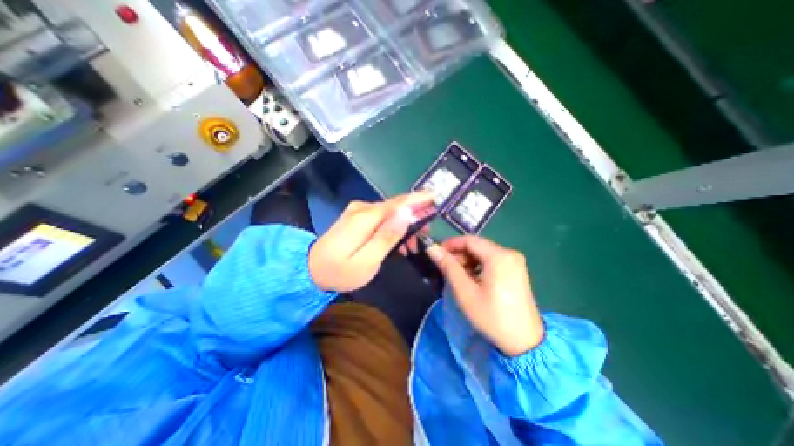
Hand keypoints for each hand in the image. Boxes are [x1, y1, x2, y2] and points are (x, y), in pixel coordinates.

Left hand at [310, 191, 432, 293]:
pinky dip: (393, 227)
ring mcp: (358, 211)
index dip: (418, 200)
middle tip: (426, 234)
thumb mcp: (367, 261)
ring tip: (412, 246)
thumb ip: (387, 237)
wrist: (311, 270)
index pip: (398, 204)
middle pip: (395, 207)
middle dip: (414, 216)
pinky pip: (382, 217)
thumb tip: (406, 214)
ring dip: (404, 225)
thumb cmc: (340, 271)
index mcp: (365, 217)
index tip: (435, 197)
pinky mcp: (357, 217)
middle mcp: (362, 208)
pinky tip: (397, 242)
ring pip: (390, 212)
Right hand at [429, 238, 545, 354]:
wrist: (524, 342)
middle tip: (444, 267)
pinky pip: (491, 260)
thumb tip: (431, 248)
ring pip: (483, 252)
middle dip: (458, 254)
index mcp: (499, 256)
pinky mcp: (516, 269)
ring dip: (467, 260)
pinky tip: (471, 279)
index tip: (436, 253)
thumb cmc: (492, 316)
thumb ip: (448, 266)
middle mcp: (509, 253)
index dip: (450, 244)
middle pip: (477, 245)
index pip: (469, 240)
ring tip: (456, 275)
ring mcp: (514, 261)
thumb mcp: (465, 292)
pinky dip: (478, 265)